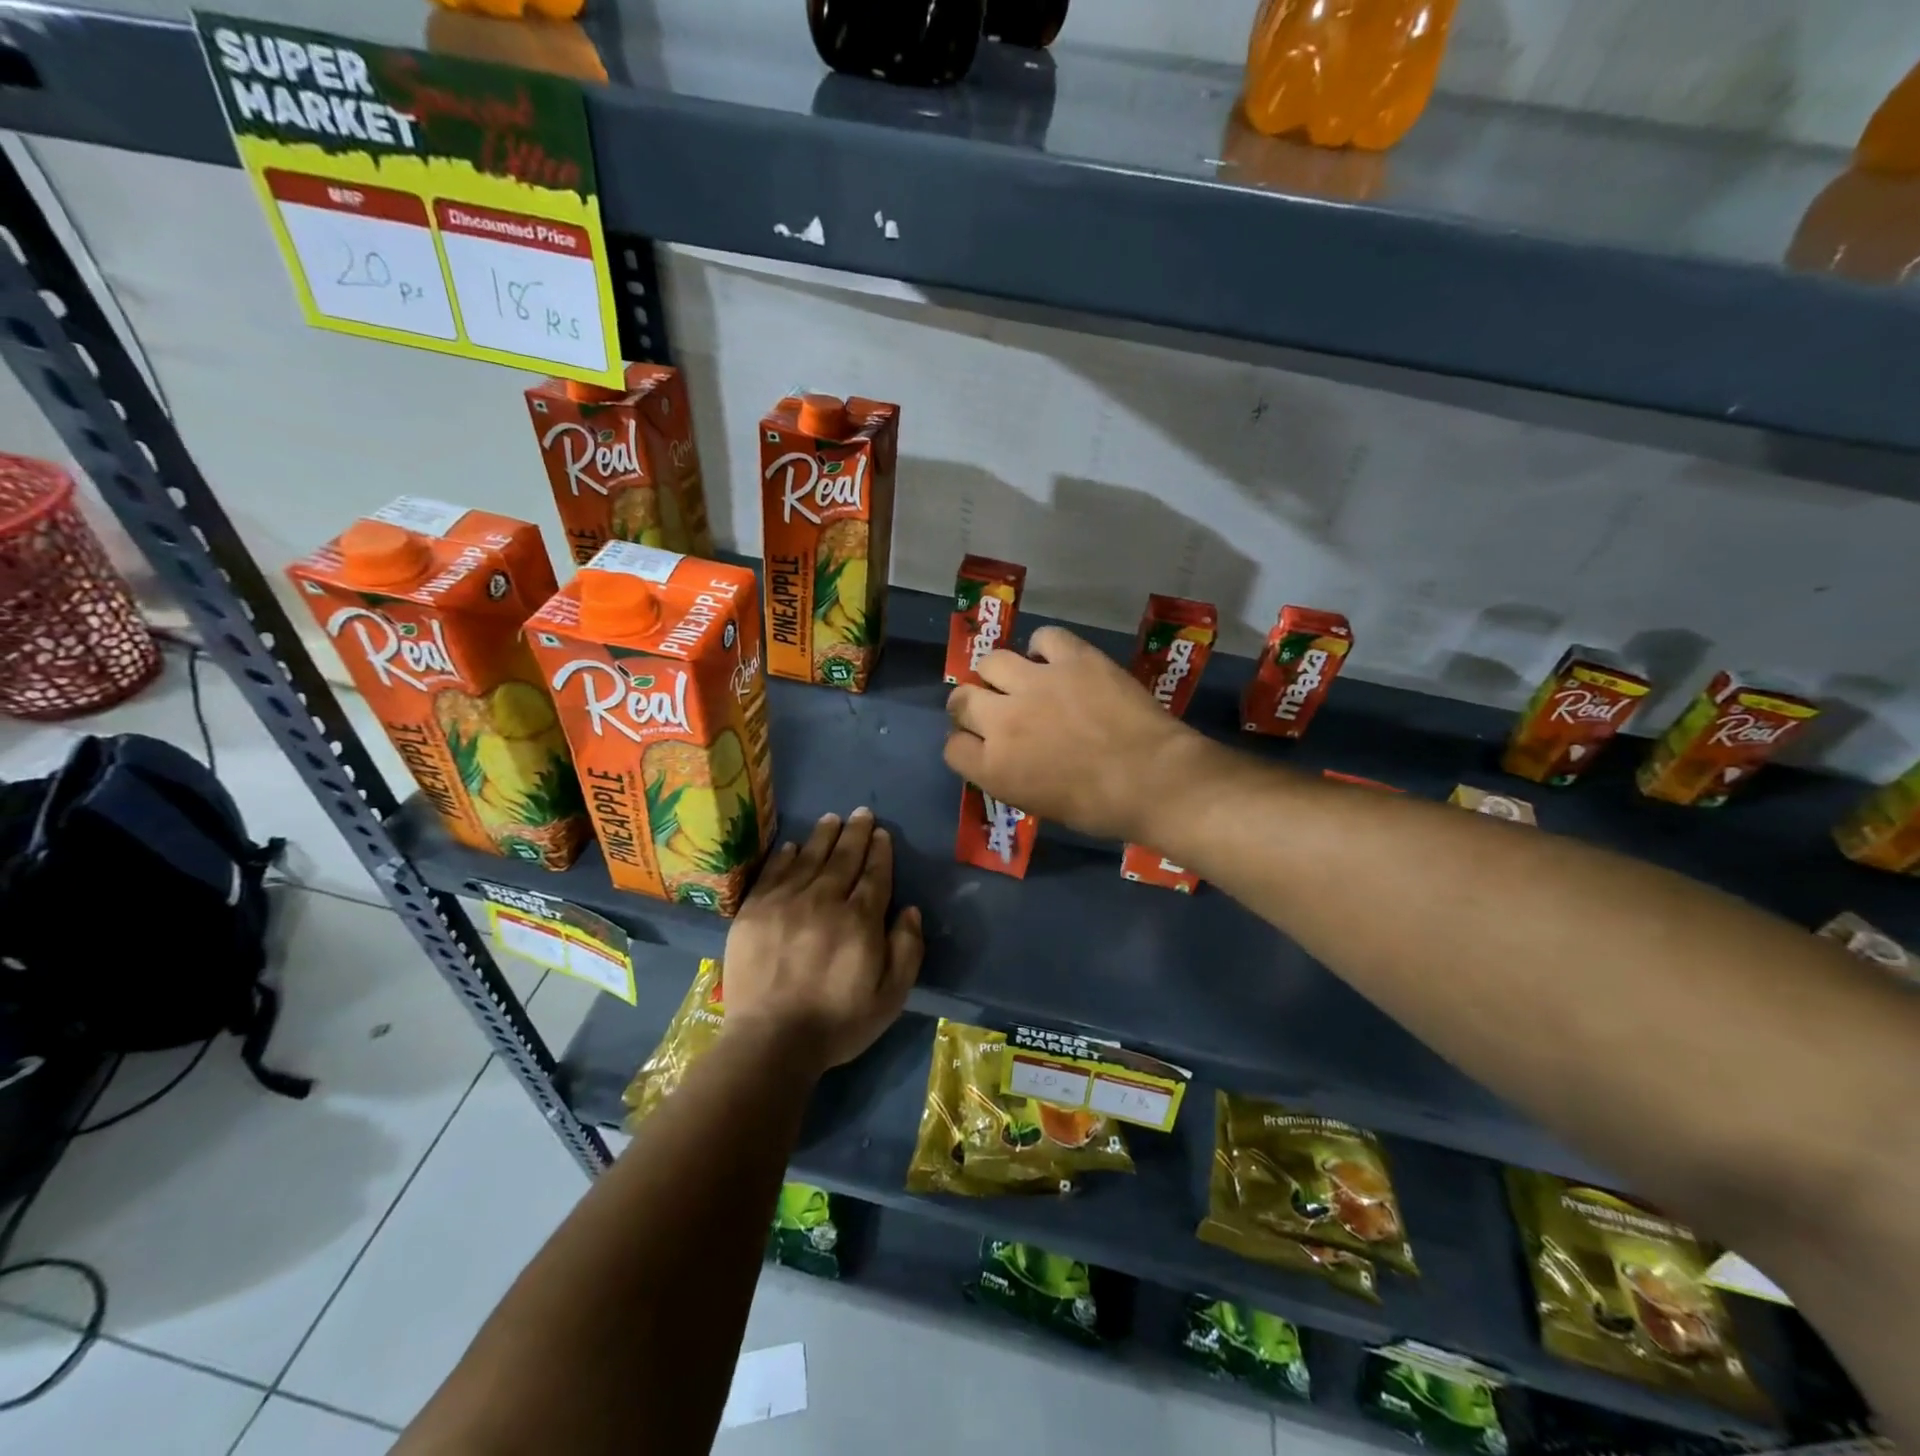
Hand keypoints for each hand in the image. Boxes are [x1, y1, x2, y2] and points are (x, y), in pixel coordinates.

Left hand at [720, 808, 923, 1073]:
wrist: (771, 1041)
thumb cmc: (838, 1022)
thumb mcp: (891, 996)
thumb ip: (907, 949)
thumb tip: (908, 909)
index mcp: (860, 920)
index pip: (874, 875)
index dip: (879, 852)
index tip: (881, 833)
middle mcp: (824, 901)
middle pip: (843, 858)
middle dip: (855, 834)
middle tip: (861, 813)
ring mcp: (785, 903)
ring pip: (809, 858)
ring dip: (823, 836)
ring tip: (832, 818)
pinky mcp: (754, 912)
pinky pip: (773, 873)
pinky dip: (785, 856)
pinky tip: (792, 845)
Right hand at [944, 626, 1201, 841]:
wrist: (1154, 779)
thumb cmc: (1100, 808)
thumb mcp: (1039, 804)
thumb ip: (1009, 775)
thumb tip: (1005, 755)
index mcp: (993, 767)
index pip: (953, 747)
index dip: (966, 744)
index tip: (983, 745)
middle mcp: (1003, 720)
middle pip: (961, 699)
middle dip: (971, 705)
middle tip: (995, 709)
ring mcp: (1035, 682)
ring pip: (992, 661)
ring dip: (1001, 673)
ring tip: (1022, 680)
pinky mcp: (1071, 657)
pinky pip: (1042, 637)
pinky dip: (1044, 648)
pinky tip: (1056, 661)